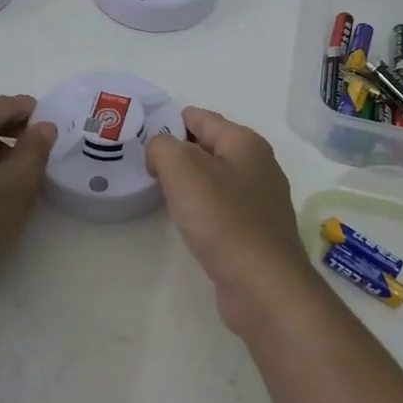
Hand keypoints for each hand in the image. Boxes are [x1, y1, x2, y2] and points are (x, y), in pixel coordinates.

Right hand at [145, 107, 315, 331]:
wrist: (263, 285)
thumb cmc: (223, 220)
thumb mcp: (183, 170)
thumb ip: (163, 147)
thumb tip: (160, 150)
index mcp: (245, 142)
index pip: (200, 117)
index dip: (167, 122)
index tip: (139, 138)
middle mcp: (258, 165)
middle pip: (208, 146)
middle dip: (177, 153)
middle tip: (143, 167)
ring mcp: (260, 200)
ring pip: (214, 178)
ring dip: (188, 183)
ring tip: (158, 192)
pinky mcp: (256, 231)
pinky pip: (221, 207)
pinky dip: (201, 208)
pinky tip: (186, 221)